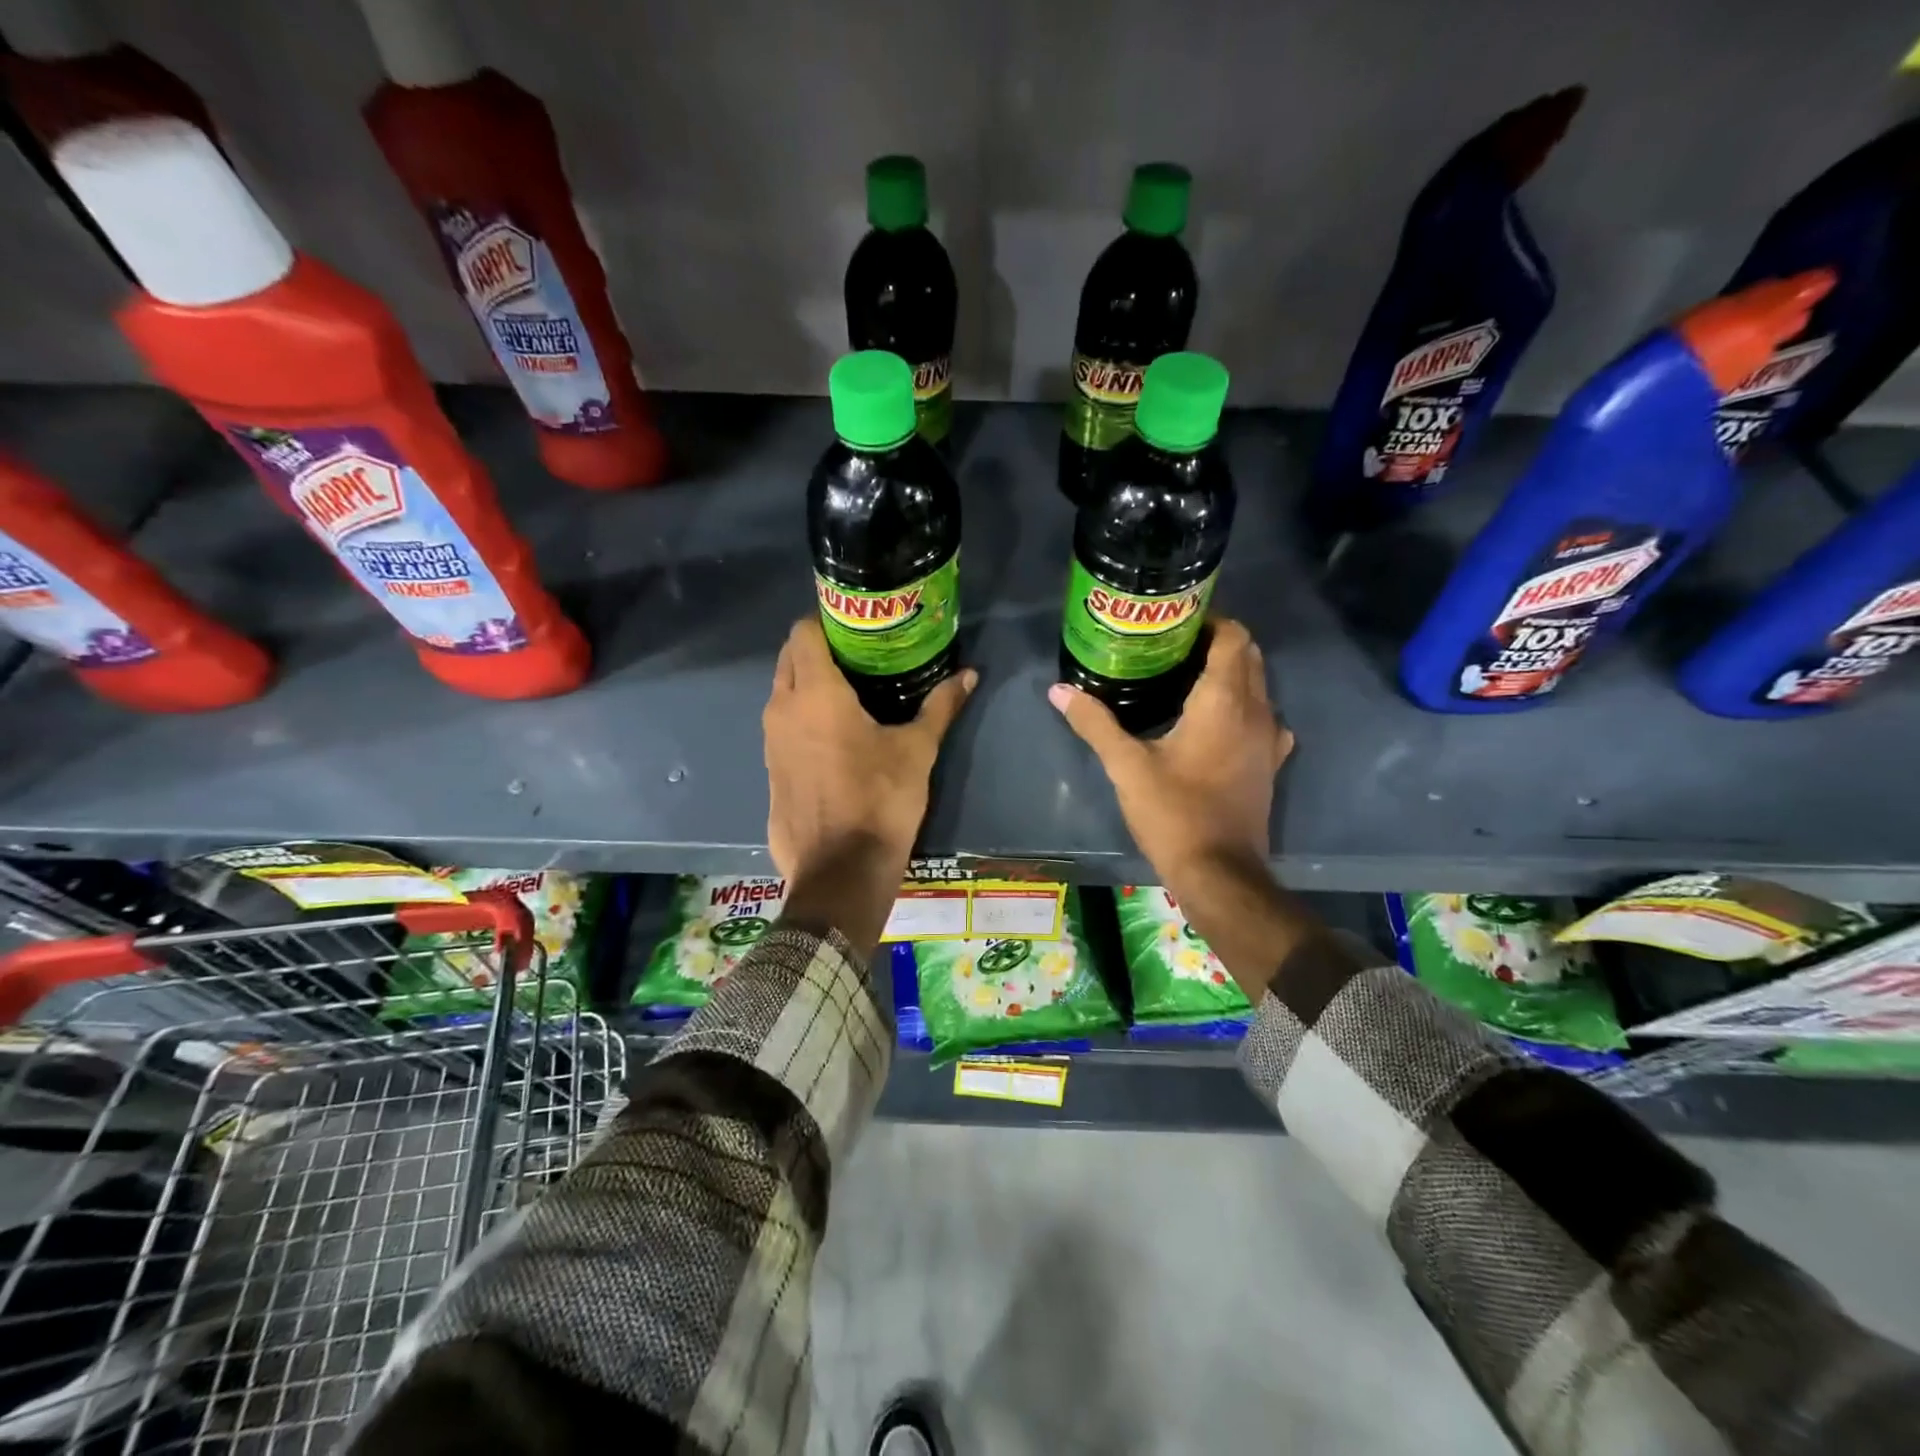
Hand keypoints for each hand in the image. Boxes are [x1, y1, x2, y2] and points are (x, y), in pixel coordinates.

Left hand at [763, 618, 975, 950]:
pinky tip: (832, 738)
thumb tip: (970, 676)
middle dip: (816, 650)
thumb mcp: (916, 751)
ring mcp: (769, 742)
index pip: (803, 632)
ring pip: (781, 694)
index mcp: (815, 693)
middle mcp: (782, 709)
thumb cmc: (880, 801)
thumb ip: (940, 707)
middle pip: (789, 659)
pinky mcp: (769, 771)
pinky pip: (781, 729)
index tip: (855, 627)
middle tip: (857, 657)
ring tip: (848, 694)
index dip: (826, 622)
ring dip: (806, 685)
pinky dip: (800, 720)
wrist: (840, 872)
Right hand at [1050, 619, 1290, 895]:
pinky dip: (1242, 705)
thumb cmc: (1174, 812)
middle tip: (1172, 646)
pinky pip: (1262, 716)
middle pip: (1248, 655)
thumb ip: (1095, 723)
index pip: (1232, 637)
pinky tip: (1213, 721)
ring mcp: (1270, 738)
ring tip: (1186, 677)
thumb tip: (1059, 690)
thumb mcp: (1126, 766)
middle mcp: (1256, 710)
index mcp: (1223, 700)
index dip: (1210, 620)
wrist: (1219, 871)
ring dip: (1230, 672)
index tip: (1175, 621)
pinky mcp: (1270, 763)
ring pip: (1258, 685)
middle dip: (1216, 642)